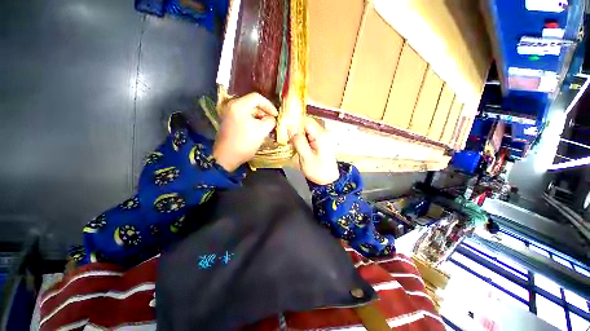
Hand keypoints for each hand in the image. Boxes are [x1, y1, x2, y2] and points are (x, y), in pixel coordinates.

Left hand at [213, 93, 277, 171]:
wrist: (226, 157)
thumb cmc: (244, 142)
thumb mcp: (261, 131)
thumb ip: (270, 121)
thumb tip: (272, 119)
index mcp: (239, 105)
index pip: (257, 98)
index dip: (269, 105)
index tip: (276, 115)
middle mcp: (232, 106)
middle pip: (252, 103)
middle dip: (264, 111)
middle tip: (272, 121)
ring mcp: (229, 114)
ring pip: (248, 111)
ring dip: (259, 117)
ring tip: (267, 126)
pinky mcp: (228, 122)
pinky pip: (243, 117)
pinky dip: (252, 120)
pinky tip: (258, 129)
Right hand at [290, 117, 338, 184]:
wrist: (329, 181)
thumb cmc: (319, 171)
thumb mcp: (307, 158)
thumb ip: (299, 142)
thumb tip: (290, 129)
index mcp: (321, 136)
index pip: (306, 121)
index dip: (295, 122)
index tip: (284, 126)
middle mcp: (323, 134)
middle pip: (307, 125)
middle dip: (295, 129)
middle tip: (285, 135)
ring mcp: (323, 138)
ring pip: (307, 131)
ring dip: (298, 134)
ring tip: (289, 141)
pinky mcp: (321, 143)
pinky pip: (309, 137)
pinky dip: (302, 139)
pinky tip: (297, 145)